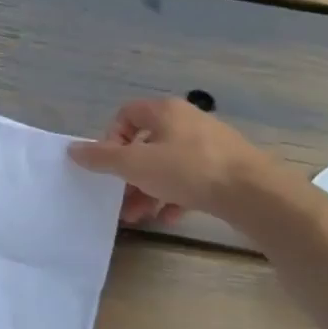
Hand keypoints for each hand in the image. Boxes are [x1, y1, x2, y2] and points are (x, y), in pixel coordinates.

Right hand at [68, 97, 276, 225]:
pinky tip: (170, 216)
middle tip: (120, 198)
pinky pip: (190, 179)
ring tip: (139, 216)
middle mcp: (187, 121)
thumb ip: (102, 158)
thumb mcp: (136, 164)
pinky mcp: (225, 168)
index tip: (109, 165)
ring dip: (148, 189)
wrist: (254, 193)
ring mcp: (209, 145)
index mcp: (165, 111)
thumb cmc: (189, 170)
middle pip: (145, 144)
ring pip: (167, 165)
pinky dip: (175, 196)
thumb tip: (72, 149)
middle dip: (128, 174)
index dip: (111, 138)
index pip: (126, 115)